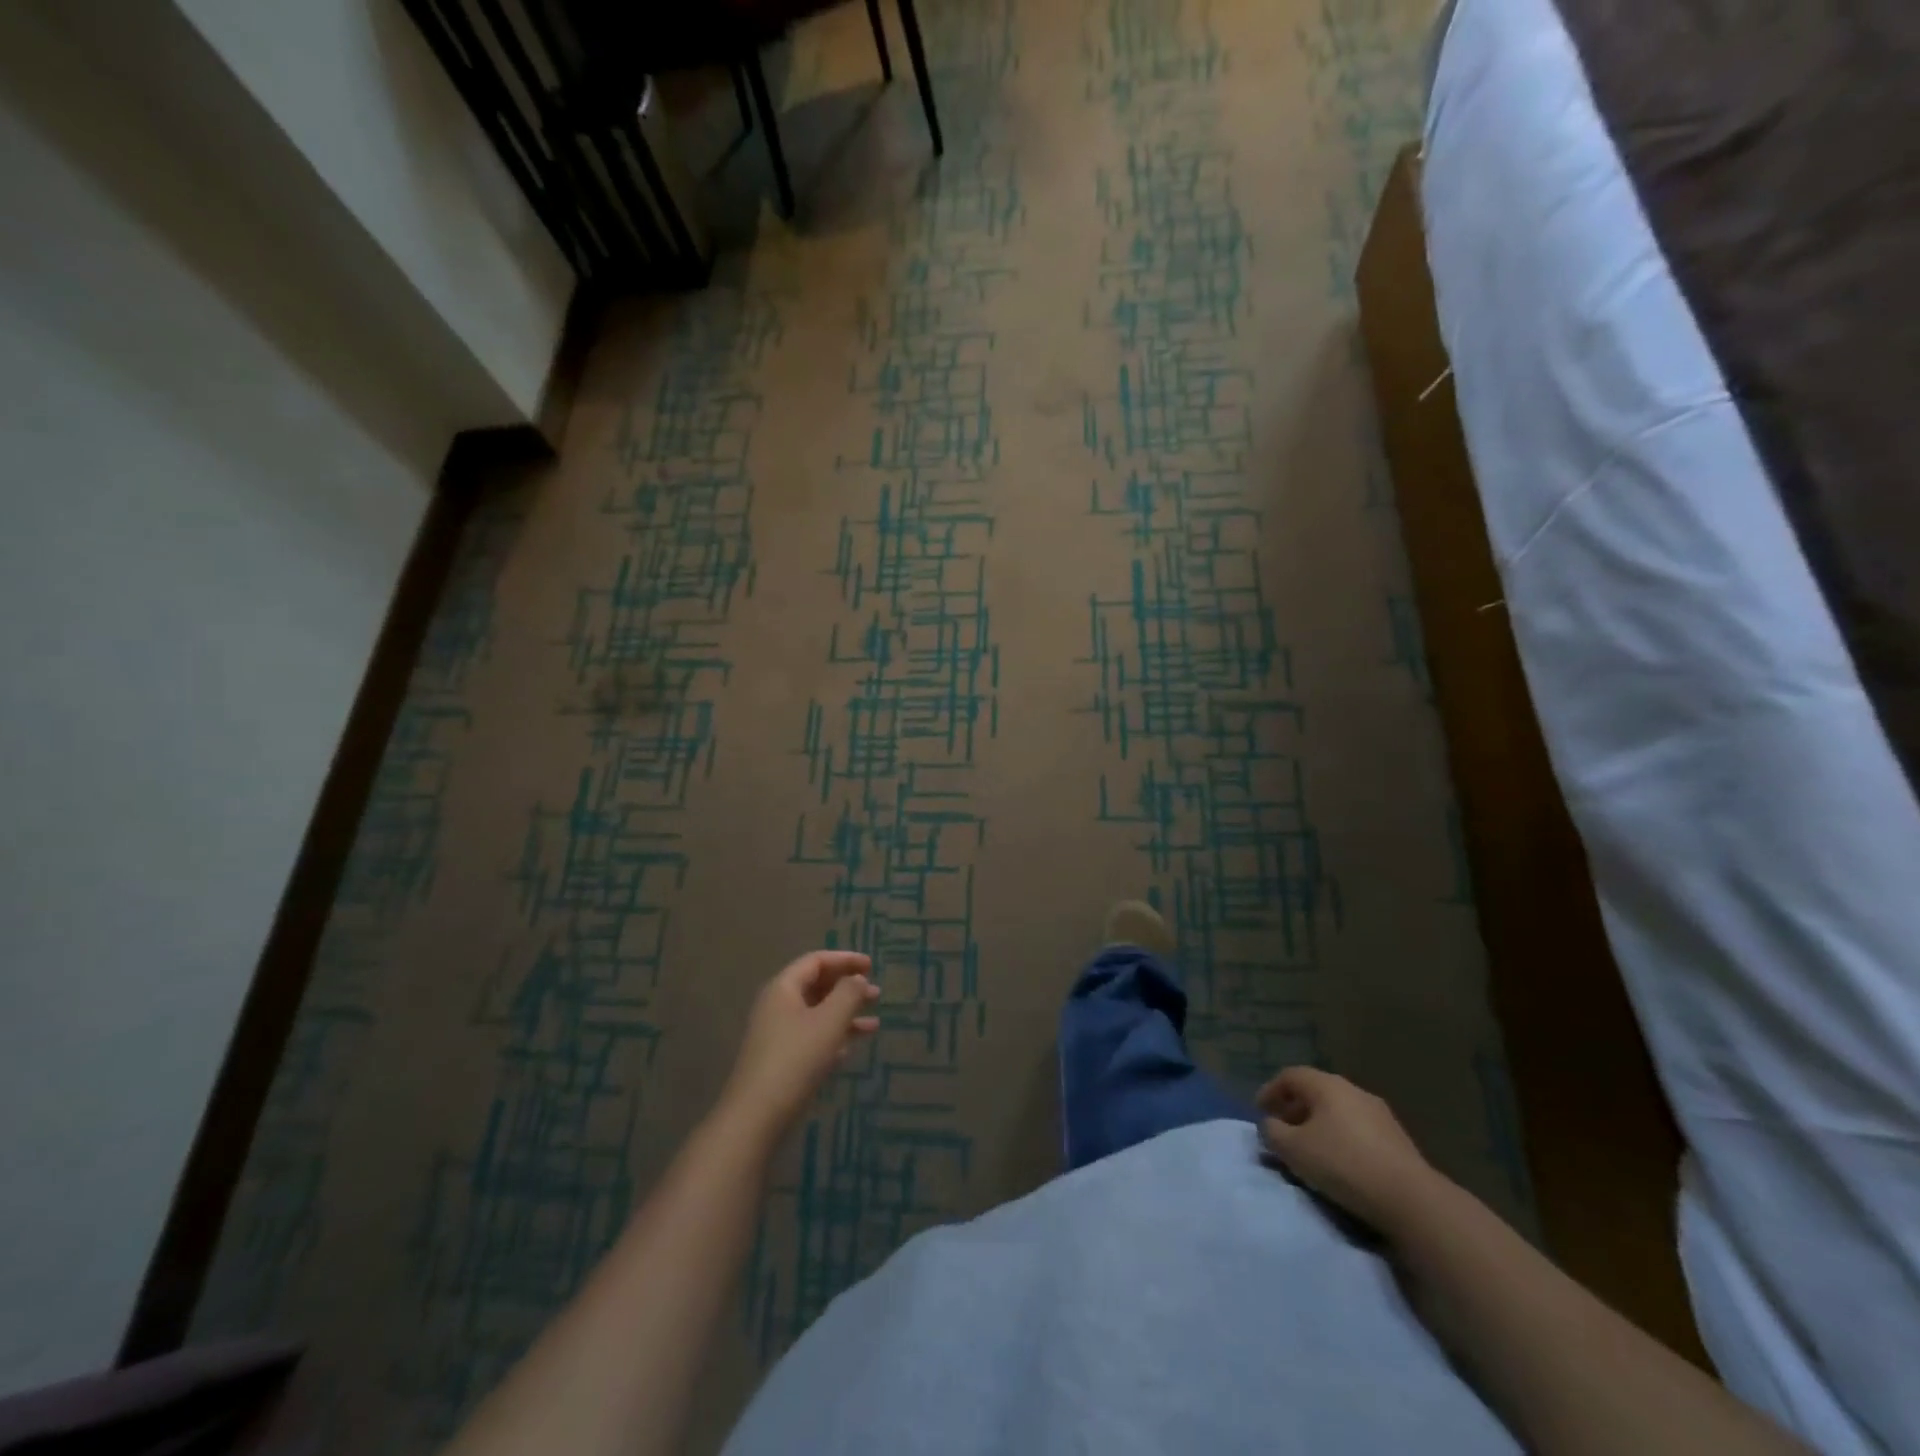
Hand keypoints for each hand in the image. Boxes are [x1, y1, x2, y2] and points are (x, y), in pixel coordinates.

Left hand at [720, 951, 879, 1141]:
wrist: (758, 1116)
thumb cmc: (796, 1058)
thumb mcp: (829, 1021)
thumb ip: (848, 994)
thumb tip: (857, 979)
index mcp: (783, 988)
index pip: (816, 961)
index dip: (845, 959)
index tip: (871, 966)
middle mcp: (778, 1006)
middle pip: (816, 986)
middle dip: (847, 987)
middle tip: (876, 993)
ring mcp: (778, 1035)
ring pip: (817, 1014)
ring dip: (846, 1014)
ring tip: (875, 1023)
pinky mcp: (781, 1060)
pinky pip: (813, 1037)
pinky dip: (834, 1036)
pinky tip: (853, 1047)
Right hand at [1257, 1067, 1437, 1232]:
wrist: (1411, 1199)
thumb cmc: (1343, 1164)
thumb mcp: (1294, 1149)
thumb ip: (1273, 1132)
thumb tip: (1270, 1125)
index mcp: (1326, 1085)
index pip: (1290, 1076)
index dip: (1270, 1090)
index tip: (1259, 1111)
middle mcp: (1353, 1090)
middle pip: (1315, 1092)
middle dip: (1294, 1109)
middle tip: (1282, 1130)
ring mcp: (1379, 1114)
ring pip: (1338, 1111)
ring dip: (1318, 1125)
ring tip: (1309, 1149)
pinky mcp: (1397, 1139)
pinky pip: (1357, 1129)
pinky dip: (1340, 1137)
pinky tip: (1339, 1162)